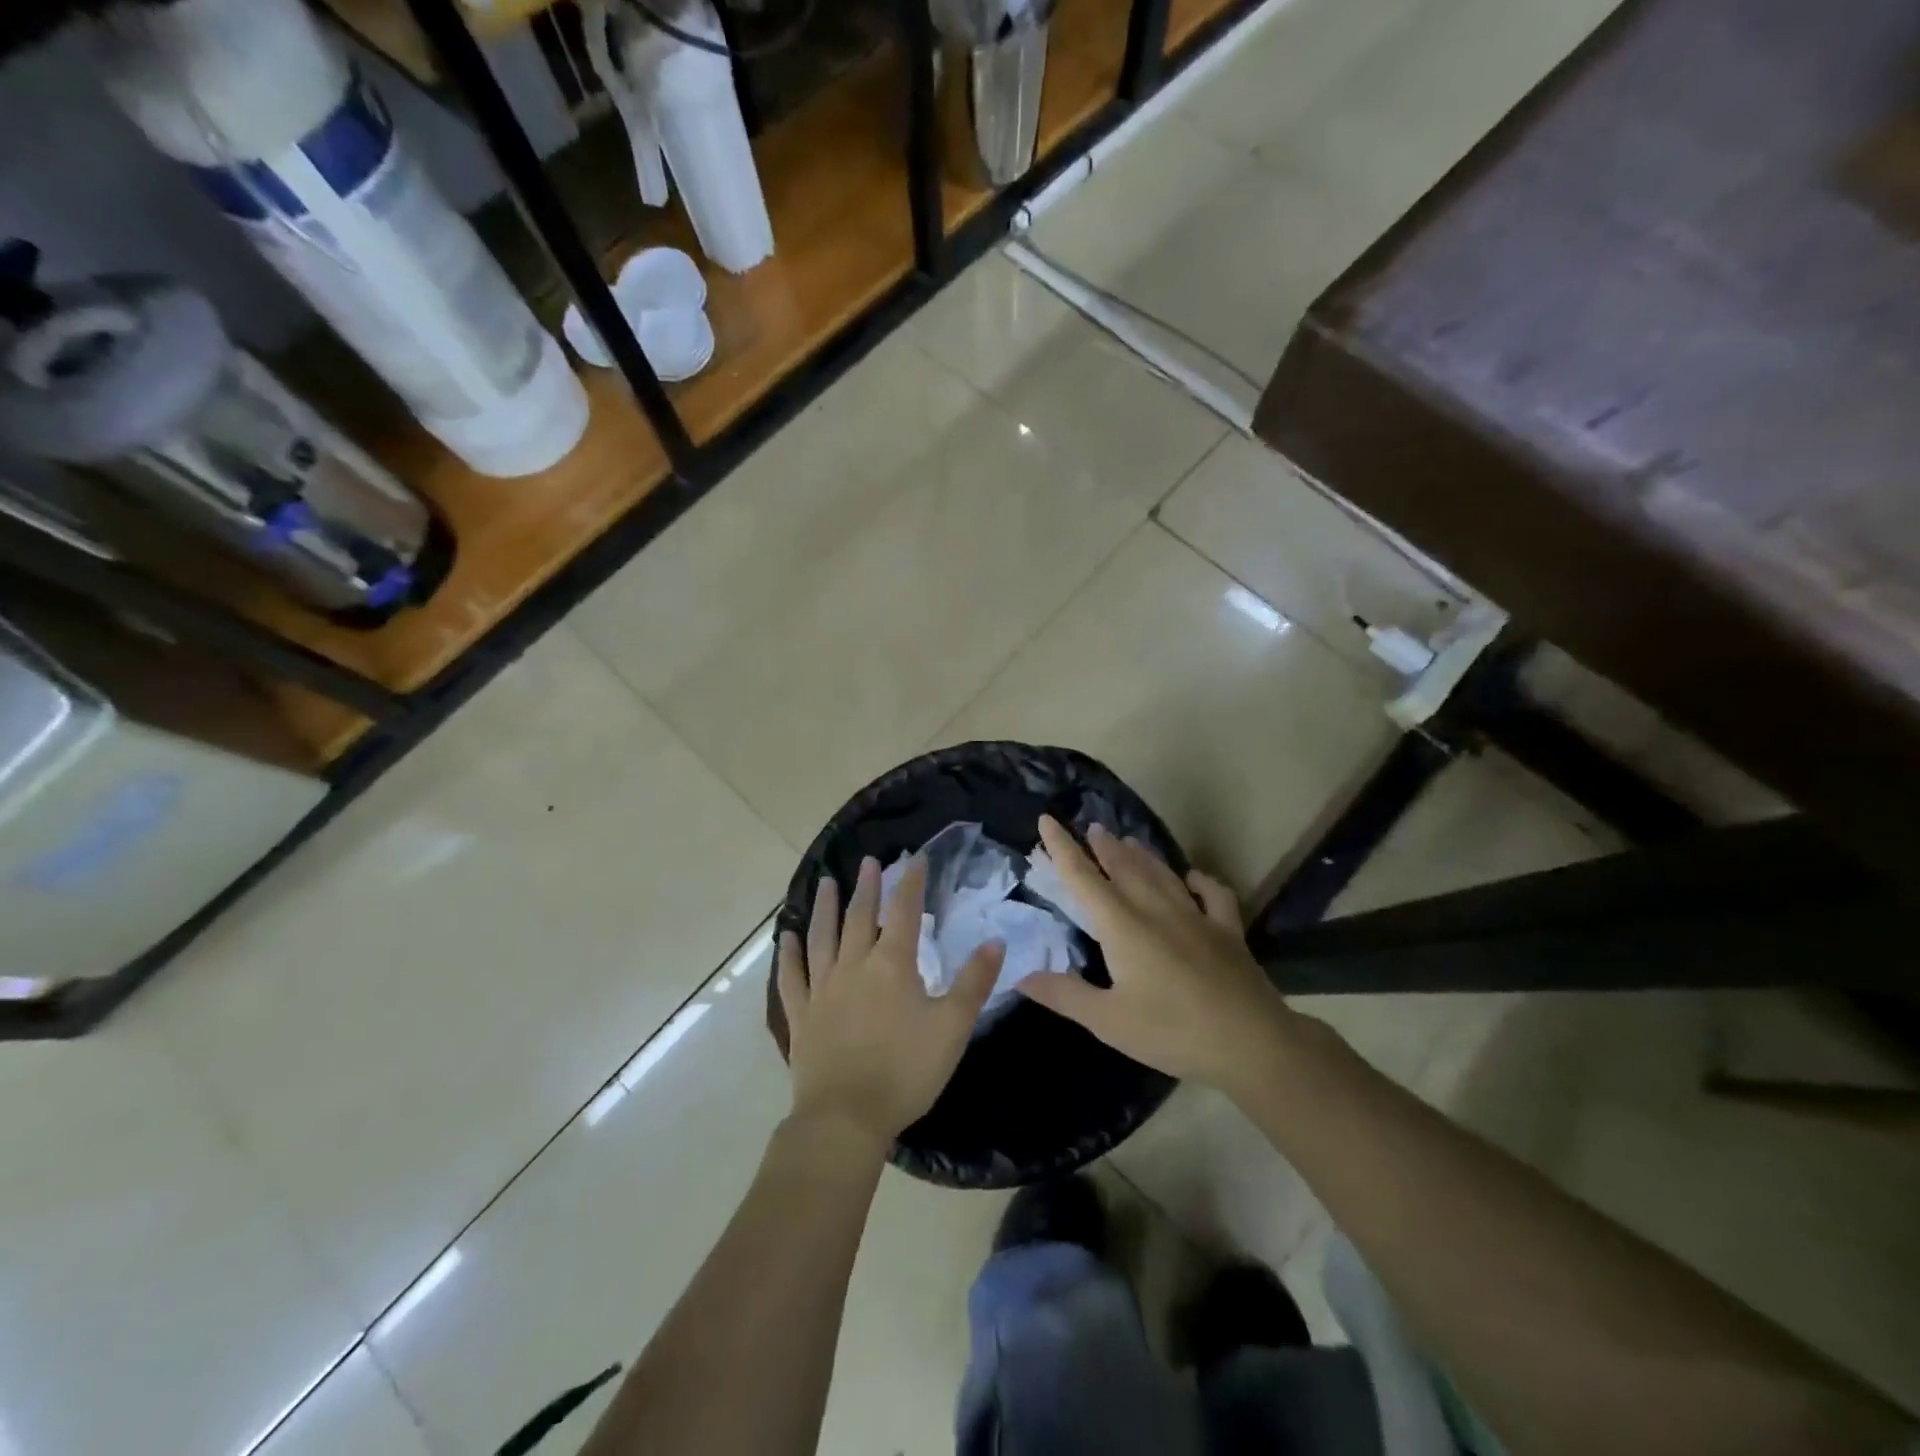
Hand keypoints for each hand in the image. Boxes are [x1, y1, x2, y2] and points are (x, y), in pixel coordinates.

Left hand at [777, 855, 1003, 1148]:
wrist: (846, 1118)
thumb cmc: (906, 1071)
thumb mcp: (952, 1027)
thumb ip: (974, 982)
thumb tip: (995, 941)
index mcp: (892, 965)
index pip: (904, 913)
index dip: (911, 883)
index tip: (915, 858)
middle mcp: (854, 966)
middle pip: (860, 917)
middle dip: (867, 887)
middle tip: (869, 861)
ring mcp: (822, 989)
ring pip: (822, 937)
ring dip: (825, 907)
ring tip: (827, 881)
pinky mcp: (801, 1015)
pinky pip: (791, 977)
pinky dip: (788, 954)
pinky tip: (787, 936)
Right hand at [1018, 816, 1296, 1091]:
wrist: (1252, 1043)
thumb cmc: (1172, 1032)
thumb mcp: (1109, 1021)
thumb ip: (1065, 995)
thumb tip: (1021, 976)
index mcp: (1122, 926)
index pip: (1083, 878)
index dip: (1062, 848)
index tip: (1047, 820)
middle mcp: (1156, 910)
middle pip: (1124, 867)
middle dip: (1104, 845)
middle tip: (1092, 827)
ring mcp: (1196, 917)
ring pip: (1162, 874)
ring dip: (1142, 855)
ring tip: (1127, 839)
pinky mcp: (1228, 931)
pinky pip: (1213, 894)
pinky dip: (1200, 881)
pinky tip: (1193, 878)